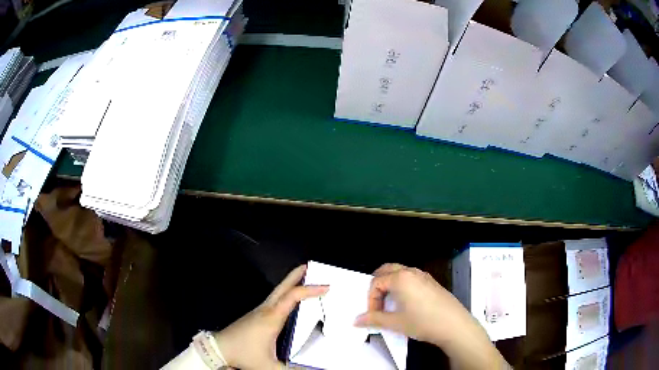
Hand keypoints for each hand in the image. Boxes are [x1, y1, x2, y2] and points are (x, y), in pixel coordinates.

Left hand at [214, 265, 327, 369]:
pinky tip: (289, 301)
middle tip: (309, 267)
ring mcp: (259, 311)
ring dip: (290, 284)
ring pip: (277, 292)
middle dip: (296, 275)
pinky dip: (284, 293)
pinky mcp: (255, 315)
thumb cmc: (245, 354)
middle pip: (282, 287)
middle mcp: (266, 310)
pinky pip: (273, 299)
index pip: (293, 297)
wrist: (220, 348)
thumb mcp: (270, 366)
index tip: (326, 287)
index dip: (310, 290)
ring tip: (303, 280)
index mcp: (272, 318)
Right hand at [354, 263, 506, 369]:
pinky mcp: (432, 282)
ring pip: (400, 272)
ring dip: (390, 284)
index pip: (376, 282)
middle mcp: (411, 272)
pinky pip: (411, 277)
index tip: (373, 315)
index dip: (370, 299)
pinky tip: (407, 303)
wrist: (454, 325)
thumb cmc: (422, 322)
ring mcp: (424, 275)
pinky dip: (402, 285)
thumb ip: (374, 319)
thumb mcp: (395, 323)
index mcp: (400, 278)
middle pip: (386, 270)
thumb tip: (356, 320)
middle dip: (378, 285)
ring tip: (390, 304)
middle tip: (377, 303)